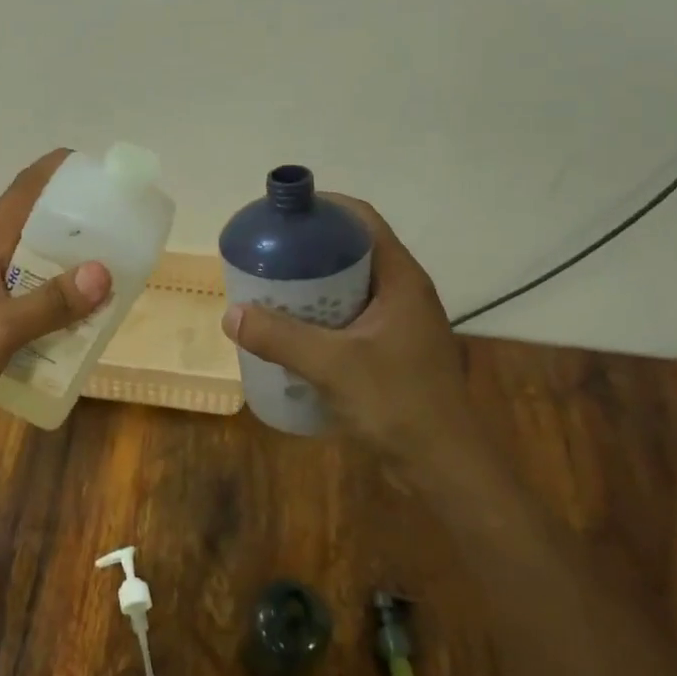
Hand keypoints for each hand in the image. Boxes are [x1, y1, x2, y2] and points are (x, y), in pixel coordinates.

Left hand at [0, 149, 111, 441]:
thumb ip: (48, 303)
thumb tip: (104, 272)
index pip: (27, 187)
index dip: (63, 170)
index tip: (106, 176)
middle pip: (38, 222)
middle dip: (81, 222)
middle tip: (126, 232)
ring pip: (36, 261)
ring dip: (71, 264)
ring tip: (115, 273)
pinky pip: (29, 295)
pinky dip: (56, 299)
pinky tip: (80, 318)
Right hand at [220, 196, 467, 459]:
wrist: (445, 468)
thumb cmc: (399, 404)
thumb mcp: (333, 365)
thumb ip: (280, 338)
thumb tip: (231, 314)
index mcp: (400, 279)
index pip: (361, 220)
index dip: (323, 208)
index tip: (282, 216)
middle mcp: (403, 292)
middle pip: (351, 251)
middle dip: (308, 249)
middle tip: (266, 256)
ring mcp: (399, 324)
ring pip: (349, 287)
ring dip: (312, 286)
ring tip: (269, 291)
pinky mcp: (391, 351)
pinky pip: (349, 318)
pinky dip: (320, 316)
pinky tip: (291, 333)